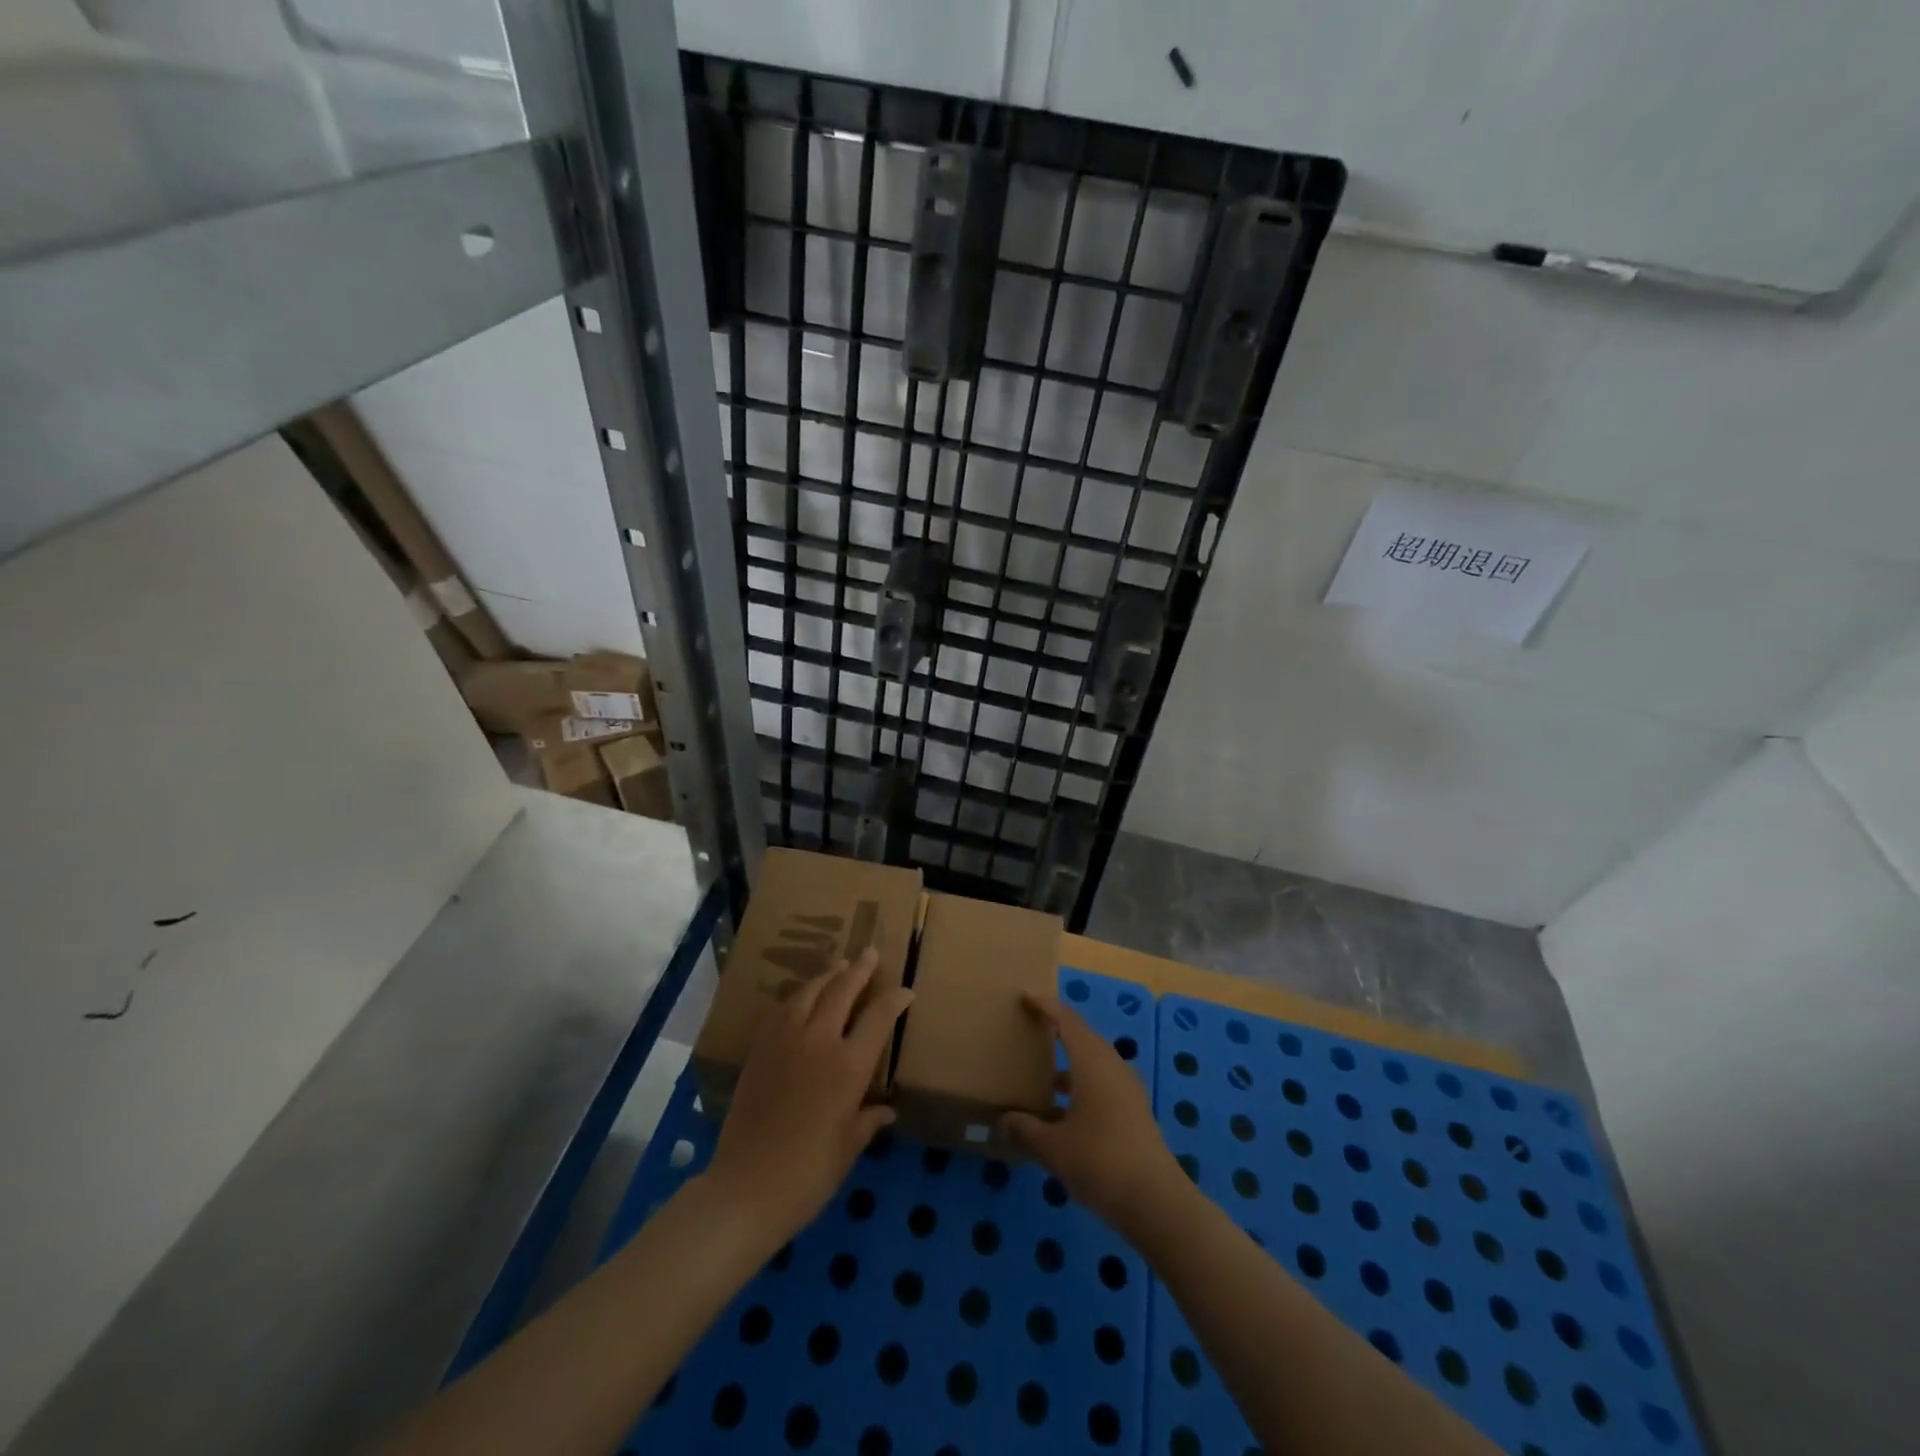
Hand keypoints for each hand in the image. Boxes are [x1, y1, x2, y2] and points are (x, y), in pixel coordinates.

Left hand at [700, 948, 912, 1248]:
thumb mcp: (848, 1147)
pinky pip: (782, 1009)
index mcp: (848, 1066)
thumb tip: (886, 1110)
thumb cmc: (808, 1174)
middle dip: (860, 969)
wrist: (746, 1188)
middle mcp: (819, 1042)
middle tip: (870, 954)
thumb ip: (868, 1120)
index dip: (895, 1000)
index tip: (906, 991)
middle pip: (842, 990)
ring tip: (838, 967)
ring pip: (809, 991)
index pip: (879, 1017)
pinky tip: (802, 998)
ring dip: (827, 976)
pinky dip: (798, 996)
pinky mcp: (759, 1049)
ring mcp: (785, 1041)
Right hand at [1000, 992, 1181, 1229]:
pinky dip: (1082, 1086)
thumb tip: (1001, 1121)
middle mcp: (1112, 1067)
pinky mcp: (1135, 1111)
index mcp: (1092, 1062)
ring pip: (1094, 1063)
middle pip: (1083, 1038)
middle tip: (1031, 1032)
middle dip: (1058, 1032)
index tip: (1027, 997)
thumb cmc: (1100, 1162)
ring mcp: (1127, 1089)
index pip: (1067, 1020)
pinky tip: (1064, 1112)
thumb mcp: (1053, 1148)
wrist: (1157, 1202)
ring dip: (1070, 1064)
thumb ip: (1025, 1130)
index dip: (1047, 1006)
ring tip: (1042, 1077)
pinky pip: (1103, 1084)